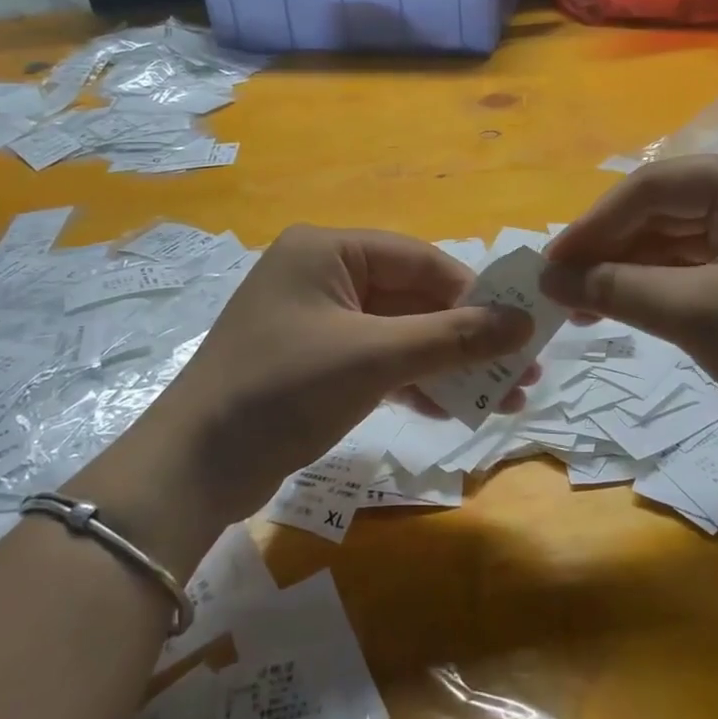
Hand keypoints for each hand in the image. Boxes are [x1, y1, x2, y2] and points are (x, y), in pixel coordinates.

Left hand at [129, 226, 534, 529]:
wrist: (193, 469)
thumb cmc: (283, 390)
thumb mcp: (373, 358)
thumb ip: (452, 337)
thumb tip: (524, 323)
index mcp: (327, 250)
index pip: (419, 260)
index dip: (473, 293)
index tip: (520, 328)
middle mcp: (323, 275)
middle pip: (412, 298)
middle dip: (465, 337)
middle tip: (521, 370)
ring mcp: (317, 321)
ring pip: (399, 333)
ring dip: (446, 364)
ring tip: (502, 398)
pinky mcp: (315, 363)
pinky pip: (377, 361)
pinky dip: (412, 382)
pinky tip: (449, 408)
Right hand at [541, 154, 717, 492]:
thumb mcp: (699, 318)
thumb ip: (617, 288)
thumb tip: (547, 278)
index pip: (657, 186)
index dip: (596, 223)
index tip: (548, 262)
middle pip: (664, 209)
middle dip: (609, 248)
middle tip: (556, 287)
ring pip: (674, 238)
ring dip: (626, 269)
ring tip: (576, 303)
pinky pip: (694, 264)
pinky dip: (654, 285)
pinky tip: (615, 304)